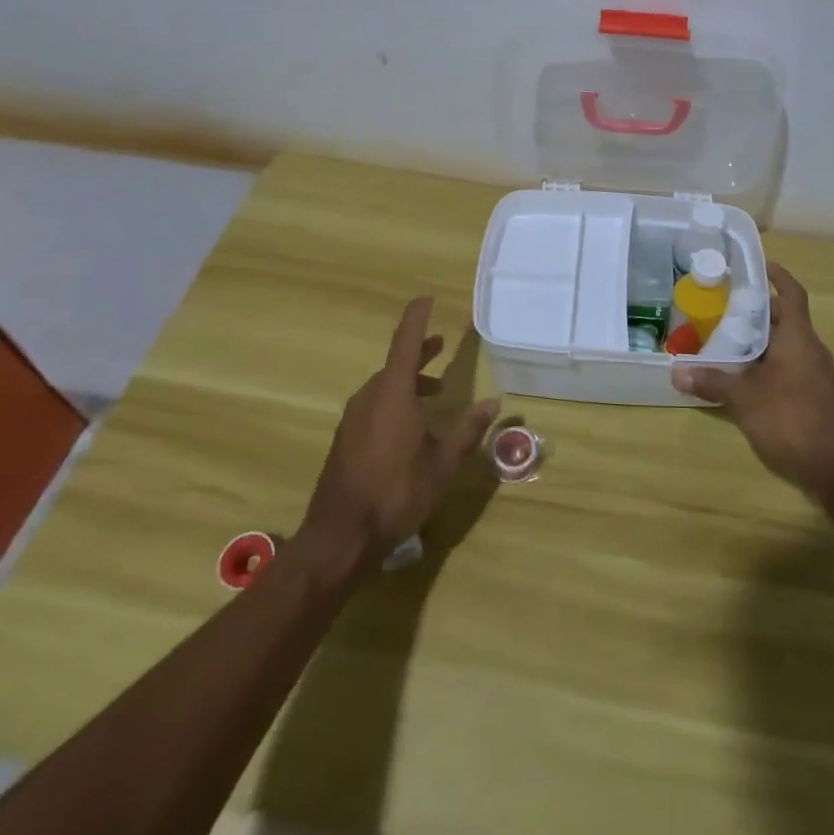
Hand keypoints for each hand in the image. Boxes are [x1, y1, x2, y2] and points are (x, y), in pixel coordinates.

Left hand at [298, 297, 498, 571]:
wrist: (340, 537)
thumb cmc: (397, 494)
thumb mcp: (443, 464)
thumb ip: (468, 431)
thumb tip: (494, 404)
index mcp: (393, 395)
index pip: (406, 342)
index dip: (417, 318)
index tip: (427, 298)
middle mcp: (370, 398)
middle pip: (395, 364)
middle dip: (419, 353)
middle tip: (440, 346)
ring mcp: (353, 419)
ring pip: (384, 386)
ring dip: (408, 381)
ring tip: (434, 393)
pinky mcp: (346, 439)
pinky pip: (374, 405)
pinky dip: (395, 401)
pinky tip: (410, 427)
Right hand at [671, 265, 833, 503]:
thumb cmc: (790, 418)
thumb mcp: (744, 398)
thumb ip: (712, 382)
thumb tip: (676, 372)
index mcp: (798, 337)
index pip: (792, 293)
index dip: (777, 276)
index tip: (757, 265)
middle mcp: (809, 349)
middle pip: (784, 318)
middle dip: (757, 309)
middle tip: (724, 305)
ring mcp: (813, 374)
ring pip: (784, 343)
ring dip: (759, 338)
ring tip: (725, 336)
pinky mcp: (811, 395)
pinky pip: (786, 365)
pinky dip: (765, 362)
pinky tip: (741, 375)